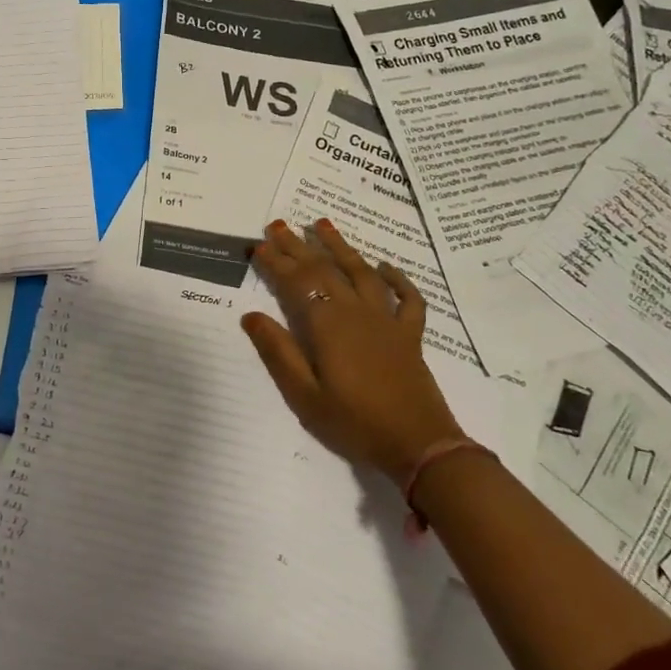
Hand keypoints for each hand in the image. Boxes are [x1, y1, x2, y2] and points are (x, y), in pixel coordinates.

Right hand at [242, 218, 467, 480]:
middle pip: (325, 270)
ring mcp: (387, 321)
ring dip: (341, 247)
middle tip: (278, 224)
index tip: (259, 246)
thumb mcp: (305, 395)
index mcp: (328, 326)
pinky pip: (407, 298)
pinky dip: (397, 279)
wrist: (418, 445)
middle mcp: (357, 312)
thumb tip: (251, 315)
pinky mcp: (410, 335)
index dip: (276, 262)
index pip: (297, 283)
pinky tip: (385, 267)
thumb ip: (279, 352)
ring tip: (323, 224)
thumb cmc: (354, 423)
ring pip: (362, 273)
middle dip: (299, 246)